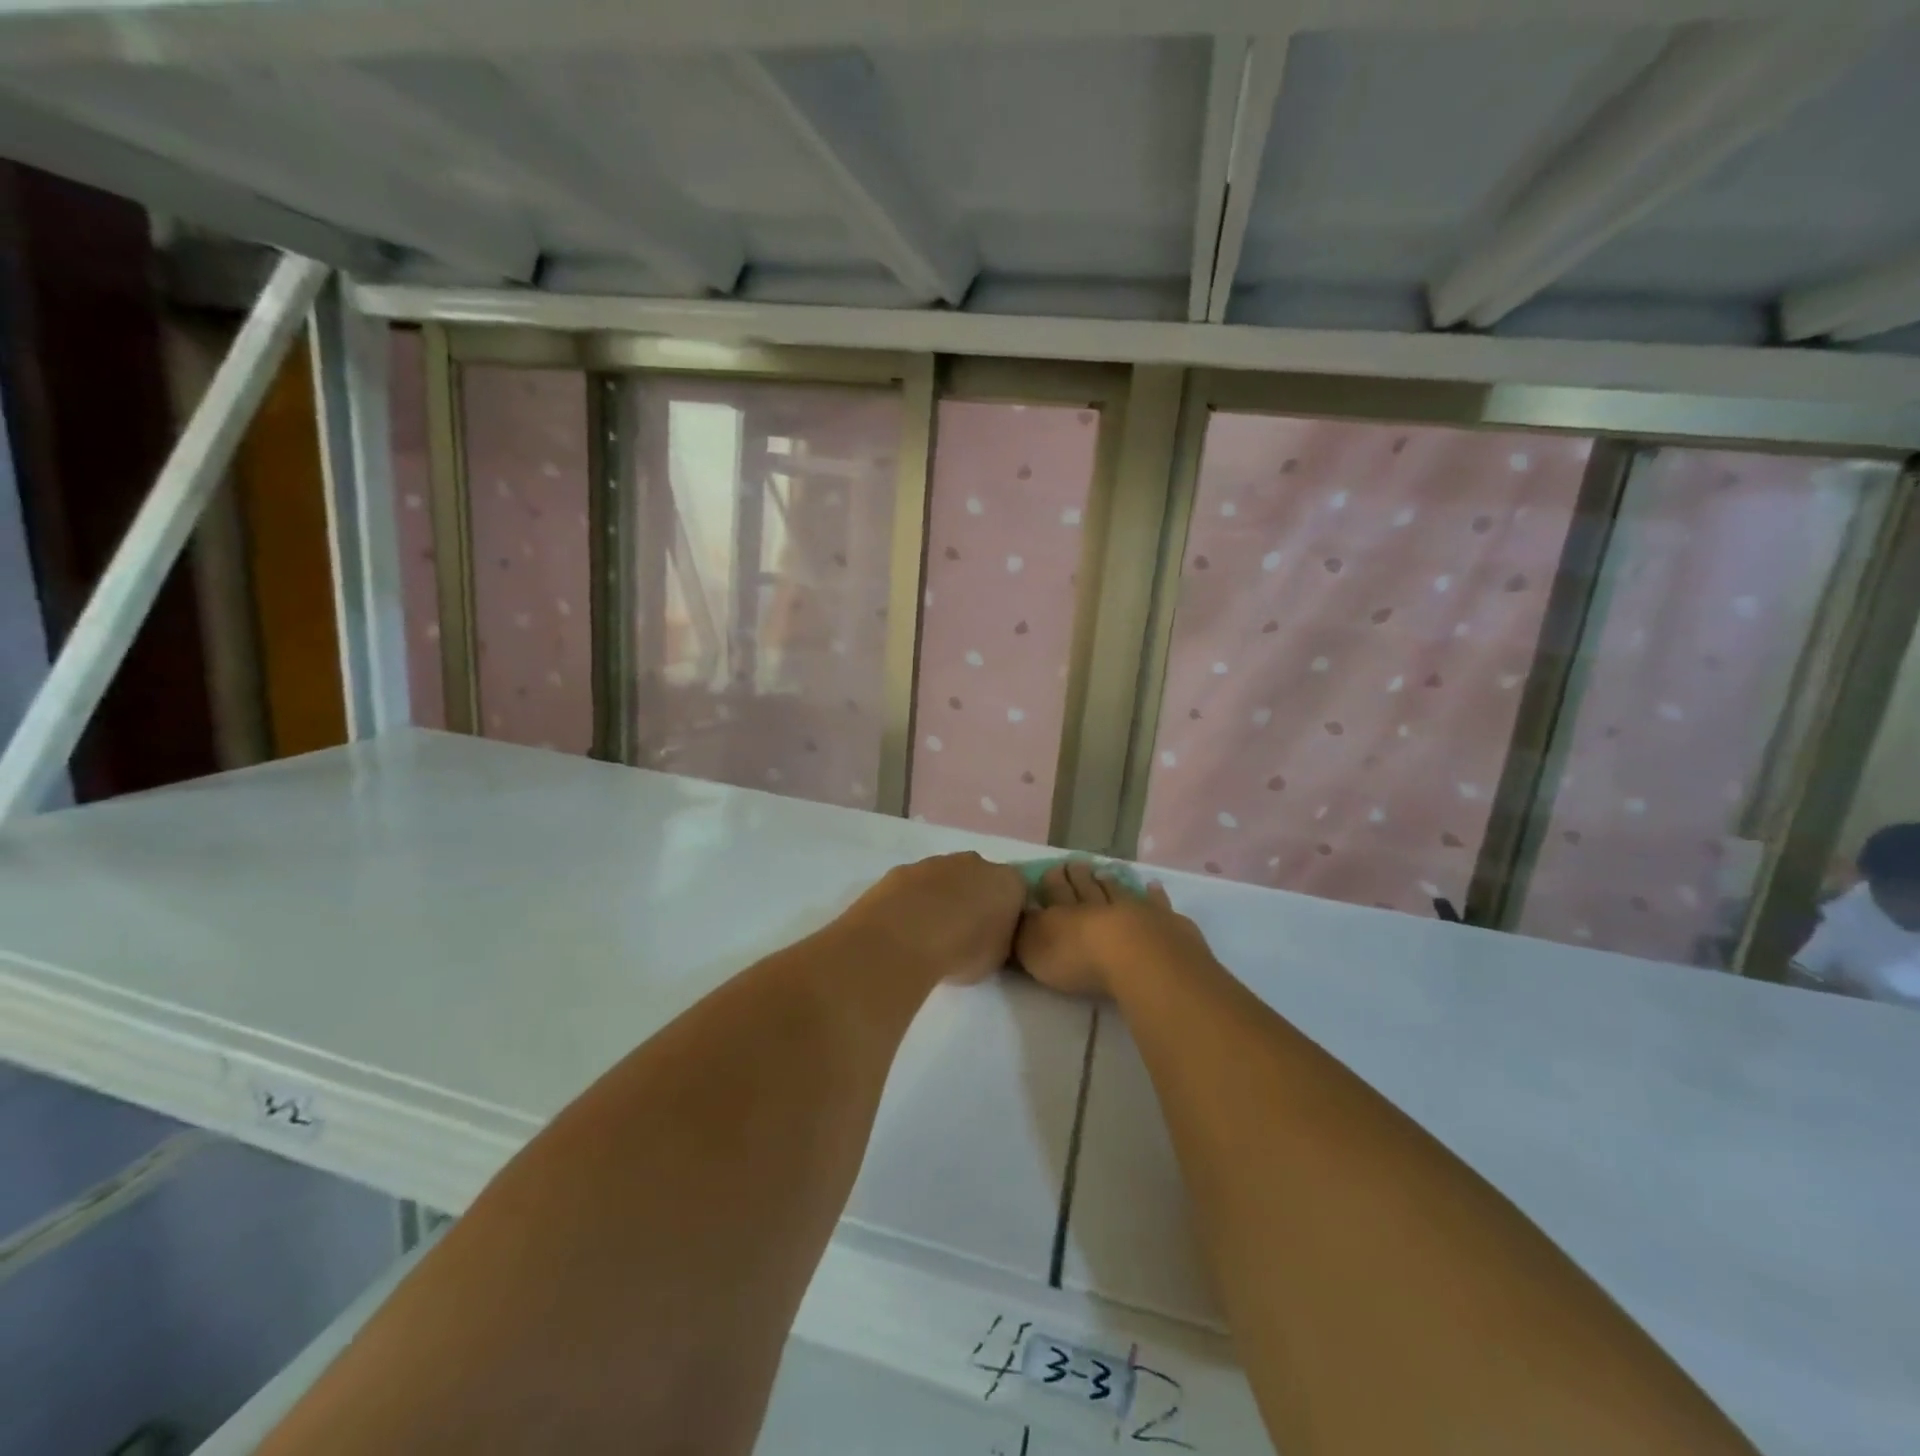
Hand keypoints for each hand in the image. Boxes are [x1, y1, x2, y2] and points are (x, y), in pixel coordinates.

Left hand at [836, 853, 1026, 985]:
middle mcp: (976, 863)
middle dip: (975, 900)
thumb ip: (1001, 939)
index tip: (997, 936)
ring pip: (947, 879)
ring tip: (931, 934)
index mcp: (1008, 882)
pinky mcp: (904, 869)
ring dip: (943, 899)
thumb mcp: (998, 957)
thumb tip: (994, 935)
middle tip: (964, 933)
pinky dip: (915, 901)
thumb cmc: (963, 950)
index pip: (1017, 893)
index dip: (1008, 914)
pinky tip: (906, 926)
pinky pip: (917, 885)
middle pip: (981, 879)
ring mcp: (937, 862)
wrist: (905, 937)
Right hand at [1016, 860, 1214, 998]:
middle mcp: (1098, 906)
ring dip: (1110, 882)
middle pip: (1086, 888)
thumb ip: (1024, 932)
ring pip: (1118, 892)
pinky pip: (1157, 904)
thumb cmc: (1078, 958)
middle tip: (1076, 863)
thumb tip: (1017, 914)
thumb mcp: (1034, 949)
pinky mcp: (1165, 922)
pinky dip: (1154, 895)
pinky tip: (1152, 886)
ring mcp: (1134, 911)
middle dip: (1079, 877)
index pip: (1055, 893)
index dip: (1052, 882)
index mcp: (1064, 914)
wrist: (1136, 958)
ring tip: (1104, 872)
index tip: (1052, 868)